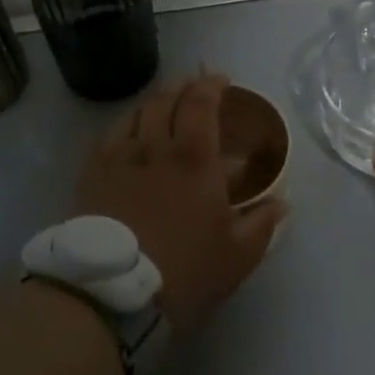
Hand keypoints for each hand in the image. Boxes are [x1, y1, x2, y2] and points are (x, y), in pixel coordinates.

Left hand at [74, 74, 288, 330]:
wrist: (113, 294)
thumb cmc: (184, 272)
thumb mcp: (237, 256)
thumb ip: (262, 224)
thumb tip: (283, 203)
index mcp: (195, 158)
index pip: (201, 102)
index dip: (211, 85)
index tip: (221, 80)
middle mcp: (155, 146)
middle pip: (166, 99)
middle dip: (183, 86)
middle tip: (194, 87)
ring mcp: (119, 158)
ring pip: (137, 112)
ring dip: (155, 101)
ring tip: (164, 105)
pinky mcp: (92, 174)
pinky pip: (109, 134)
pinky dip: (126, 123)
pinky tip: (130, 132)